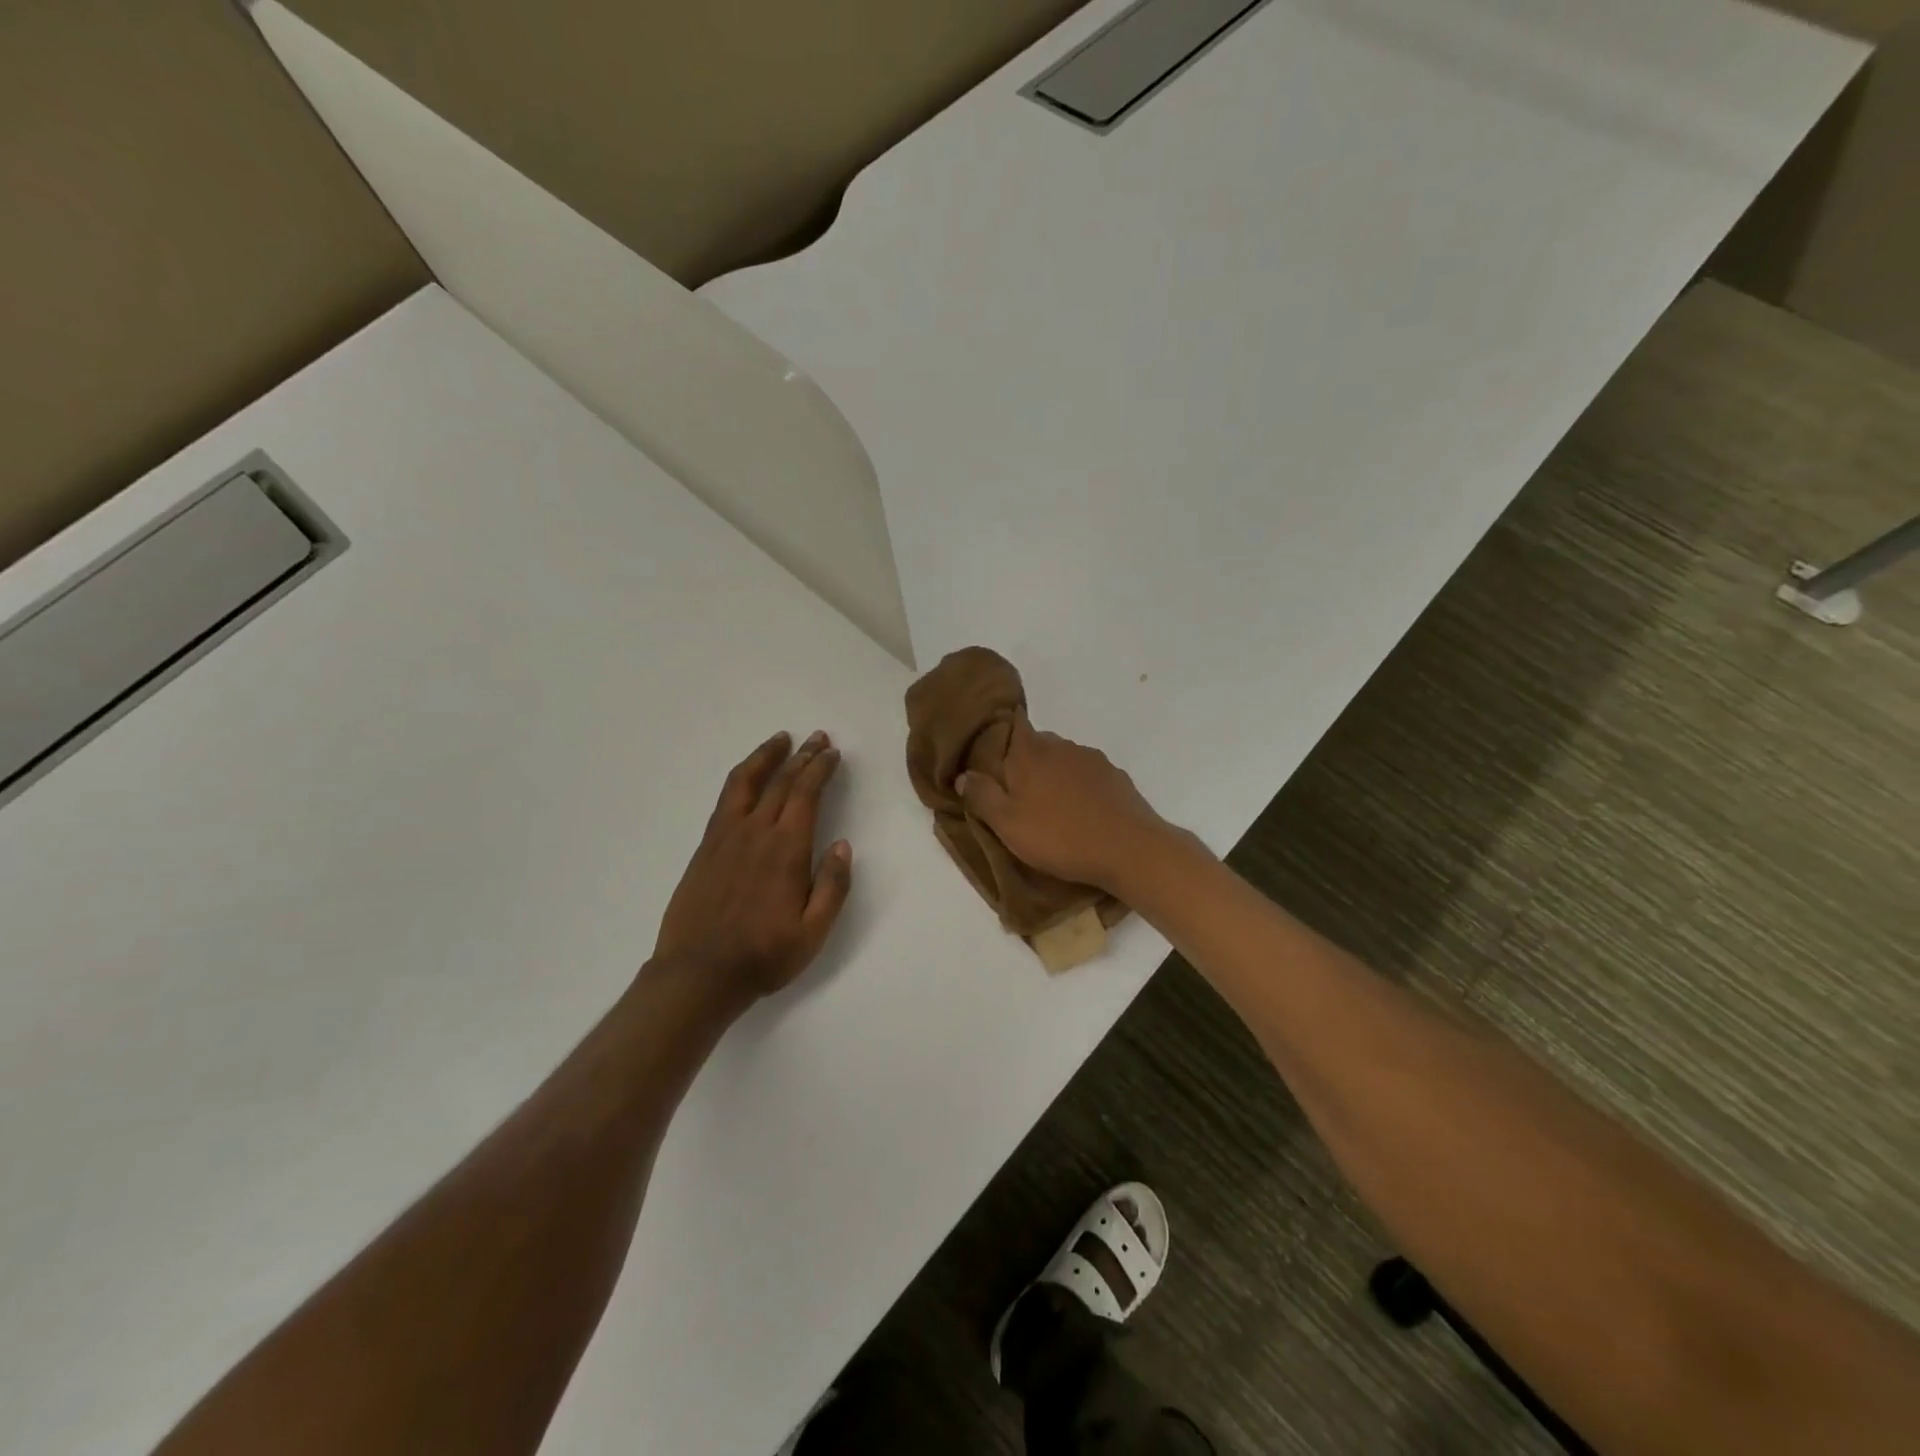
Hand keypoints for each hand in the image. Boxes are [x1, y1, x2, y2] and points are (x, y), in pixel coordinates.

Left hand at [652, 730, 852, 1007]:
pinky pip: (726, 799)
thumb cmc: (764, 955)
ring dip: (767, 757)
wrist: (698, 973)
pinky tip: (749, 777)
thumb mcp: (813, 932)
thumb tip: (844, 846)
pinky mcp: (706, 847)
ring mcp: (725, 837)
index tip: (832, 753)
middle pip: (781, 782)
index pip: (806, 794)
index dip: (821, 769)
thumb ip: (833, 887)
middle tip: (818, 738)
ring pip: (747, 782)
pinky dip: (742, 778)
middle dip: (803, 756)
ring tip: (781, 739)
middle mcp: (756, 832)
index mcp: (786, 850)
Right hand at [957, 713, 1173, 894]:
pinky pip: (1088, 777)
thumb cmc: (1059, 836)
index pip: (1012, 724)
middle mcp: (1062, 746)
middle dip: (1025, 762)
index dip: (1001, 733)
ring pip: (1064, 760)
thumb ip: (982, 796)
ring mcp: (1093, 760)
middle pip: (1037, 744)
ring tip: (1050, 808)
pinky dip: (1080, 789)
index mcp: (1031, 752)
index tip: (992, 752)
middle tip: (1016, 793)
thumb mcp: (1008, 824)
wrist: (1128, 849)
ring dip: (1054, 776)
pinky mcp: (1116, 778)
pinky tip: (1081, 814)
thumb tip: (963, 775)